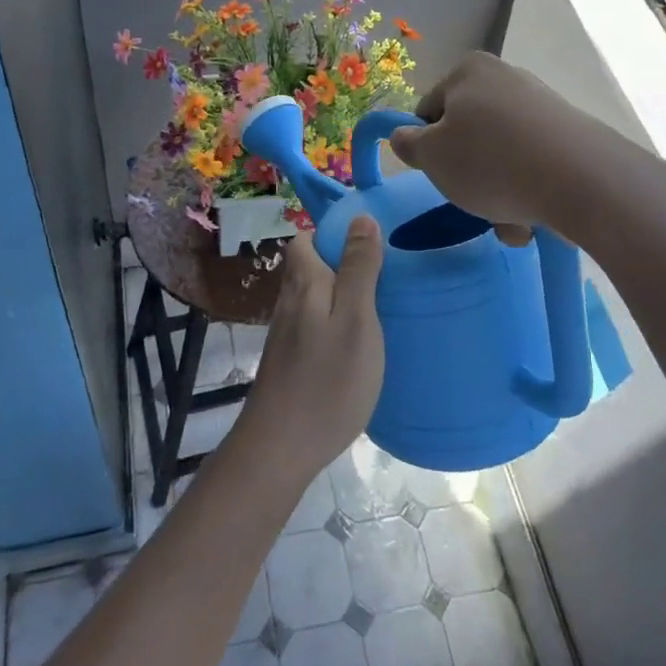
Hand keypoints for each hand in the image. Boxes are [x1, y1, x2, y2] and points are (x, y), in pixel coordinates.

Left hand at [238, 219, 384, 483]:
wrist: (281, 447)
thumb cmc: (327, 379)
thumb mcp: (356, 319)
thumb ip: (359, 268)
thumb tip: (360, 218)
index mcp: (304, 283)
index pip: (306, 238)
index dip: (333, 233)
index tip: (371, 243)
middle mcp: (289, 301)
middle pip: (309, 266)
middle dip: (342, 263)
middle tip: (384, 276)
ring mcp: (285, 333)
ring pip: (312, 297)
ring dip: (340, 294)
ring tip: (379, 307)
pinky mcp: (289, 360)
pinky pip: (314, 324)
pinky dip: (334, 323)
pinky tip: (357, 343)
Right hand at [389, 53, 588, 244]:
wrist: (582, 181)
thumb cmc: (490, 162)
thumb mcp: (431, 156)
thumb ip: (408, 144)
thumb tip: (405, 136)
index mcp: (469, 71)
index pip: (429, 110)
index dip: (426, 146)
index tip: (438, 173)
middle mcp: (507, 78)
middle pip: (468, 135)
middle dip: (467, 174)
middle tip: (471, 201)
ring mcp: (543, 106)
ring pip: (501, 156)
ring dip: (497, 192)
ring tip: (509, 221)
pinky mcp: (571, 135)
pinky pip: (534, 165)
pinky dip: (527, 191)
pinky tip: (534, 218)